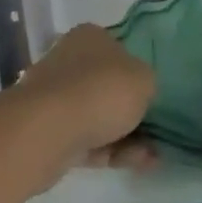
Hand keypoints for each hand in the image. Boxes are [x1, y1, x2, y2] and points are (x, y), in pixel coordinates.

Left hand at [15, 23, 158, 174]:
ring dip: (127, 137)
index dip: (137, 70)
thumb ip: (146, 83)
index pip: (118, 48)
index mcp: (90, 38)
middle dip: (132, 110)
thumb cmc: (103, 90)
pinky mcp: (45, 134)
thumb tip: (137, 92)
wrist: (48, 132)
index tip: (152, 91)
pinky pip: (87, 142)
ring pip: (98, 117)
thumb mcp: (146, 79)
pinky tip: (138, 163)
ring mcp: (53, 100)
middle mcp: (67, 63)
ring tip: (153, 156)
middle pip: (107, 86)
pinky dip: (111, 153)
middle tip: (157, 127)